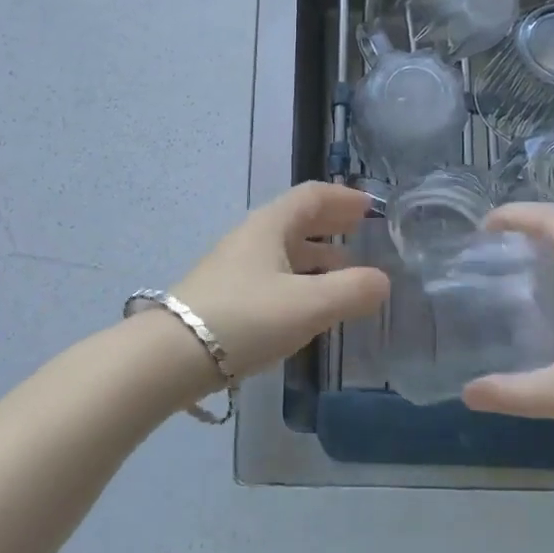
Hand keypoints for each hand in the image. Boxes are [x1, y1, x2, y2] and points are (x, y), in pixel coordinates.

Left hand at [169, 182, 388, 380]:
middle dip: (332, 224)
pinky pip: (273, 275)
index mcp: (270, 225)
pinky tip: (309, 304)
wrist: (171, 356)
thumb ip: (352, 292)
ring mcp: (235, 267)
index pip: (312, 196)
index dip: (343, 198)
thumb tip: (382, 281)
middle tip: (362, 232)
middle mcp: (251, 238)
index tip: (371, 207)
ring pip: (285, 250)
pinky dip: (300, 279)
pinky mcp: (226, 296)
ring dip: (318, 255)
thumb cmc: (245, 318)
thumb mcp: (308, 305)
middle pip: (297, 220)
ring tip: (347, 272)